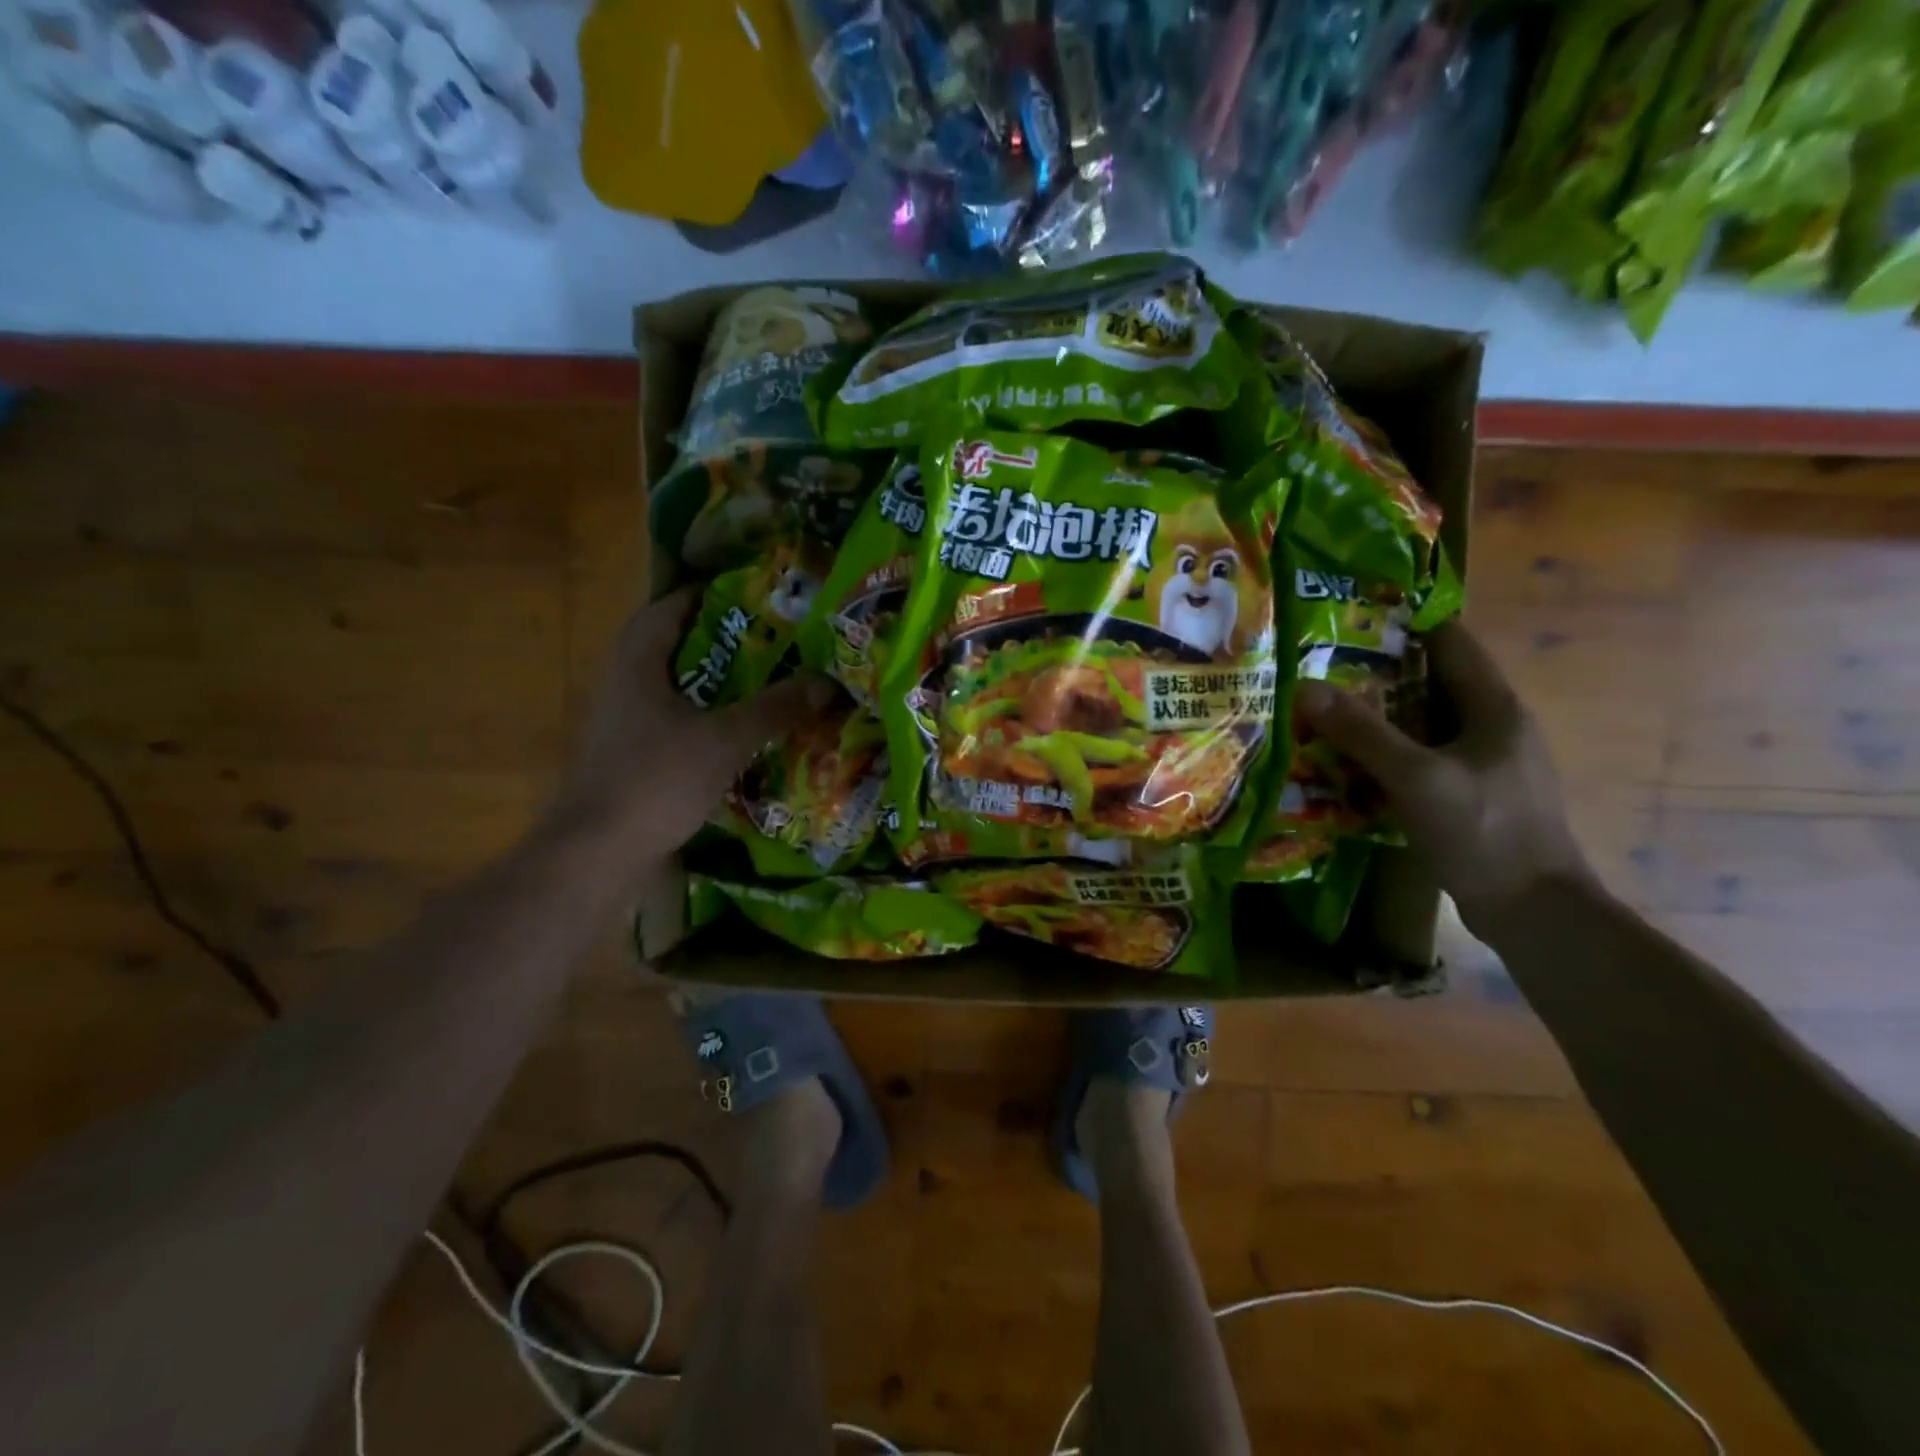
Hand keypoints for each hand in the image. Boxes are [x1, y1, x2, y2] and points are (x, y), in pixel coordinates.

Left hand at [548, 589, 834, 868]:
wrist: (599, 853)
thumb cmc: (657, 780)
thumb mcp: (725, 739)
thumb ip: (775, 708)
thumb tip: (827, 682)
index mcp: (637, 663)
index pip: (670, 607)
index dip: (710, 595)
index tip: (756, 596)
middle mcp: (623, 684)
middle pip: (674, 646)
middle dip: (722, 640)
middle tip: (772, 641)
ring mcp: (623, 723)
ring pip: (675, 686)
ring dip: (715, 682)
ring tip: (764, 682)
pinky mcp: (630, 756)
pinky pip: (673, 721)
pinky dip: (705, 717)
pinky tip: (738, 732)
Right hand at [1293, 620, 1594, 934]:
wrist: (1533, 911)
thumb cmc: (1484, 832)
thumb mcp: (1417, 778)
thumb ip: (1363, 732)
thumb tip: (1306, 687)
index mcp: (1494, 708)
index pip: (1452, 642)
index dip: (1407, 621)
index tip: (1352, 613)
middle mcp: (1492, 726)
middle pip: (1431, 681)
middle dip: (1378, 670)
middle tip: (1319, 664)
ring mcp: (1483, 763)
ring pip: (1423, 722)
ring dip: (1378, 714)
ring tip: (1323, 706)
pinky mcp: (1470, 795)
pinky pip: (1421, 757)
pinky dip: (1386, 751)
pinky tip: (1348, 761)